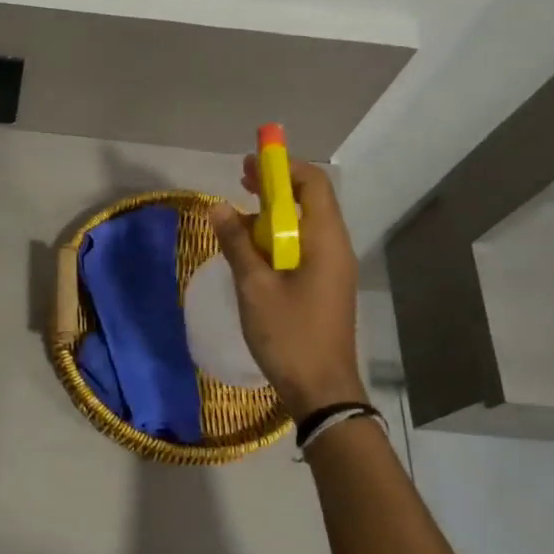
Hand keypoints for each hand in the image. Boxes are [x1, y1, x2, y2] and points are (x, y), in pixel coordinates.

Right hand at [208, 160, 366, 417]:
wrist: (322, 390)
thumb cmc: (289, 335)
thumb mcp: (254, 287)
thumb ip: (237, 243)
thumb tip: (218, 207)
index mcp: (325, 240)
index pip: (313, 184)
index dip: (283, 167)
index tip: (250, 164)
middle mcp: (335, 247)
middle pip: (309, 201)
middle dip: (275, 188)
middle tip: (240, 182)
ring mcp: (332, 268)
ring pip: (304, 226)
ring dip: (272, 215)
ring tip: (237, 218)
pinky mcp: (324, 285)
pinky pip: (302, 248)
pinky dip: (277, 239)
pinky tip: (250, 251)